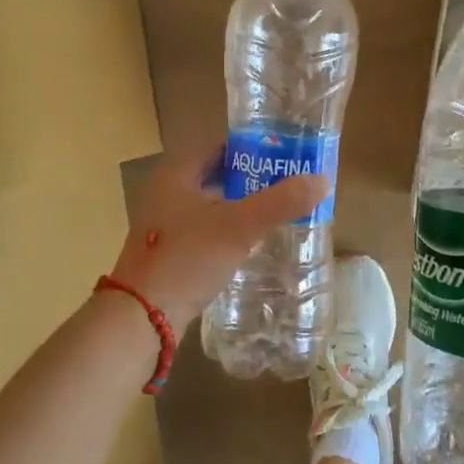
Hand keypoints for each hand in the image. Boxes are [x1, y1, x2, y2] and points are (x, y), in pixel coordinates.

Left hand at [105, 141, 330, 331]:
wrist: (141, 317)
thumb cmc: (187, 258)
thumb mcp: (239, 226)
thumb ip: (280, 202)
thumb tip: (322, 180)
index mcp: (176, 173)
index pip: (217, 145)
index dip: (250, 146)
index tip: (282, 154)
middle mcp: (165, 192)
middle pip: (214, 174)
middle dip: (249, 178)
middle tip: (285, 184)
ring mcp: (162, 224)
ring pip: (209, 203)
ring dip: (238, 205)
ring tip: (275, 212)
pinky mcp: (166, 252)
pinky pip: (203, 230)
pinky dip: (226, 230)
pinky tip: (249, 244)